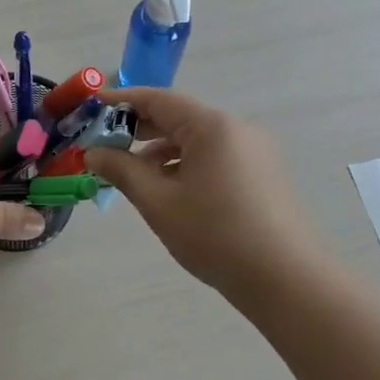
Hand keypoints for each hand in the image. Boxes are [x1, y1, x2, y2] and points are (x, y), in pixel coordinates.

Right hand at [86, 88, 319, 294]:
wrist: (286, 280)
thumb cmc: (215, 235)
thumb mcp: (158, 202)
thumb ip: (122, 170)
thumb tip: (93, 153)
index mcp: (212, 126)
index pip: (158, 99)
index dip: (121, 101)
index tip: (92, 107)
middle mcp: (237, 128)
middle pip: (179, 117)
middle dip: (139, 129)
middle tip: (104, 146)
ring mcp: (255, 151)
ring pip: (197, 140)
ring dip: (162, 151)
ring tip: (132, 175)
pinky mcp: (264, 174)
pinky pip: (216, 157)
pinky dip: (187, 165)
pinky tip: (170, 191)